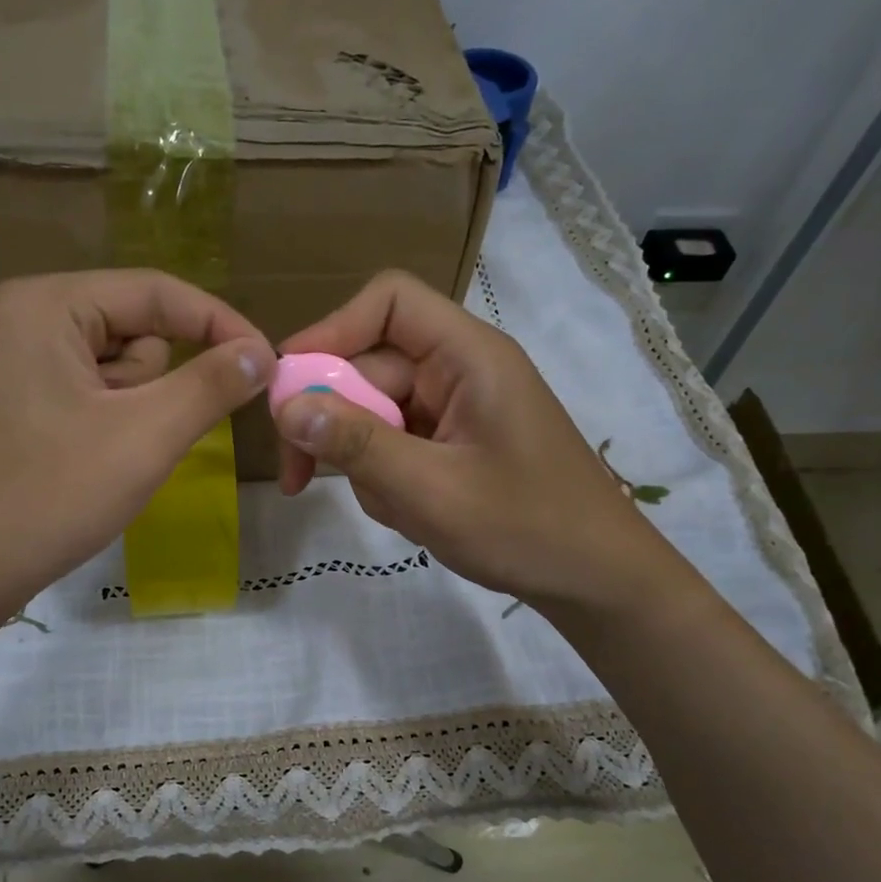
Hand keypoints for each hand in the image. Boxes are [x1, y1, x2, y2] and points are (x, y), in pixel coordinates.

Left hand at [0, 270, 274, 613]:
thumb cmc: (49, 496)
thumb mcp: (144, 437)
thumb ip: (210, 385)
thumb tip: (262, 352)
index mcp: (46, 304)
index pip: (156, 291)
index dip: (221, 325)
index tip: (269, 366)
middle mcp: (23, 319)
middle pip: (134, 331)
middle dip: (157, 386)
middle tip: (140, 440)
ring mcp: (13, 364)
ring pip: (115, 372)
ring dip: (134, 414)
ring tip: (107, 462)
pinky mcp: (14, 405)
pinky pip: (88, 397)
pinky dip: (109, 429)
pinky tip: (87, 469)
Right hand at [274, 270, 682, 618]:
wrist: (594, 579)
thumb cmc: (525, 528)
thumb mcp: (430, 490)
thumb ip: (357, 445)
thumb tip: (286, 407)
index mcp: (468, 356)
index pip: (390, 302)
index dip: (332, 330)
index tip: (289, 383)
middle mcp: (459, 371)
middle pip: (369, 368)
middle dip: (333, 422)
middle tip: (300, 479)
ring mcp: (455, 410)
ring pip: (374, 415)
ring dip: (365, 463)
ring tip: (397, 509)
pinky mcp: (452, 445)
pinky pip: (395, 446)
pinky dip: (387, 481)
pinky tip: (412, 516)